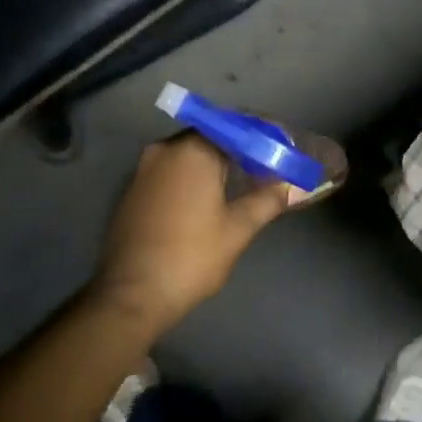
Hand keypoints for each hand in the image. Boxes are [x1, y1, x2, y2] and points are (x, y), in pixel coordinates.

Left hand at [89, 133, 290, 334]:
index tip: (282, 148)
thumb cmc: (191, 257)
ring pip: (189, 154)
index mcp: (192, 151)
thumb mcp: (237, 229)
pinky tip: (209, 197)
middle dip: (240, 148)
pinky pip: (171, 171)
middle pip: (210, 136)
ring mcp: (143, 170)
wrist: (131, 295)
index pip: (235, 126)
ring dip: (215, 163)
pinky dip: (193, 176)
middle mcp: (164, 150)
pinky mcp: (133, 191)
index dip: (262, 135)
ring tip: (243, 181)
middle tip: (266, 166)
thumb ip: (266, 200)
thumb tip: (290, 186)